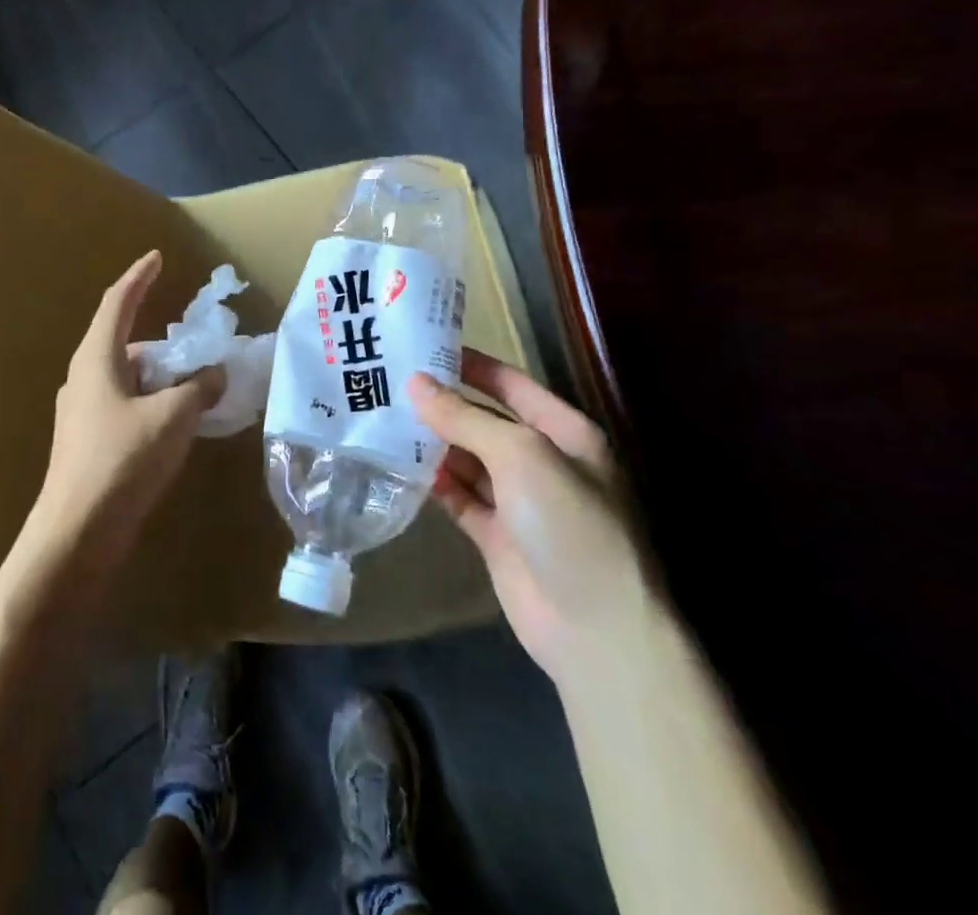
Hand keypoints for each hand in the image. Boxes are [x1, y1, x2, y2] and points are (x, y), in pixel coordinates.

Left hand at [34, 251, 224, 565]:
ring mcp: (82, 412)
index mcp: (96, 359)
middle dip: (161, 340)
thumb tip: (215, 374)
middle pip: (124, 342)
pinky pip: (125, 405)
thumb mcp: (172, 417)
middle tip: (196, 346)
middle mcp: (83, 378)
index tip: (156, 257)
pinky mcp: (87, 441)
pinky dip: (152, 402)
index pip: (118, 303)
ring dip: (160, 376)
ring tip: (195, 386)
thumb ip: (198, 389)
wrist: (76, 534)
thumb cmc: (122, 461)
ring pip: (127, 378)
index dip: (138, 277)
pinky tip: (176, 422)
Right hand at [410, 351, 646, 676]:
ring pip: (468, 458)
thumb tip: (415, 383)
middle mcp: (542, 460)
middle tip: (388, 381)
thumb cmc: (569, 523)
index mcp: (564, 431)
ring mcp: (519, 501)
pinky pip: (460, 497)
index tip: (422, 346)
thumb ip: (465, 417)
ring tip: (382, 416)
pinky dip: (434, 482)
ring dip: (433, 441)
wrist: (595, 631)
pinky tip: (398, 464)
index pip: (511, 383)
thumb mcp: (520, 455)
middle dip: (443, 403)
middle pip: (484, 420)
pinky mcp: (497, 536)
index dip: (471, 363)